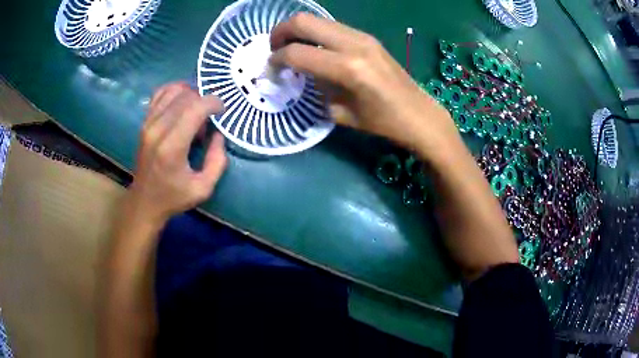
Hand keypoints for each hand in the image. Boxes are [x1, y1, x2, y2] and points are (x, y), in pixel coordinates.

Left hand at [127, 82, 227, 224]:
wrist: (144, 202)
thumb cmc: (173, 197)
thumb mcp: (203, 188)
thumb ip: (217, 161)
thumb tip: (219, 134)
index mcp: (172, 147)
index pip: (195, 108)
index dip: (213, 103)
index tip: (222, 111)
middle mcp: (157, 129)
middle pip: (186, 96)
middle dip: (204, 101)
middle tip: (209, 118)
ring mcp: (148, 123)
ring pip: (173, 91)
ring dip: (191, 95)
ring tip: (196, 111)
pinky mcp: (144, 122)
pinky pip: (160, 94)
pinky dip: (175, 91)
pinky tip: (183, 101)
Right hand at [270, 14, 461, 158]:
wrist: (419, 114)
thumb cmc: (382, 122)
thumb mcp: (340, 113)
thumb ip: (315, 88)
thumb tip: (296, 72)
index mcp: (347, 68)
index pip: (296, 52)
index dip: (276, 60)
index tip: (270, 70)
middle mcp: (354, 44)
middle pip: (303, 21)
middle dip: (280, 33)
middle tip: (275, 50)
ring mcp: (362, 36)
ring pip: (317, 20)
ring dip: (298, 31)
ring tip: (292, 49)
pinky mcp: (368, 37)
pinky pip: (332, 27)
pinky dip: (315, 34)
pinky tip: (316, 50)